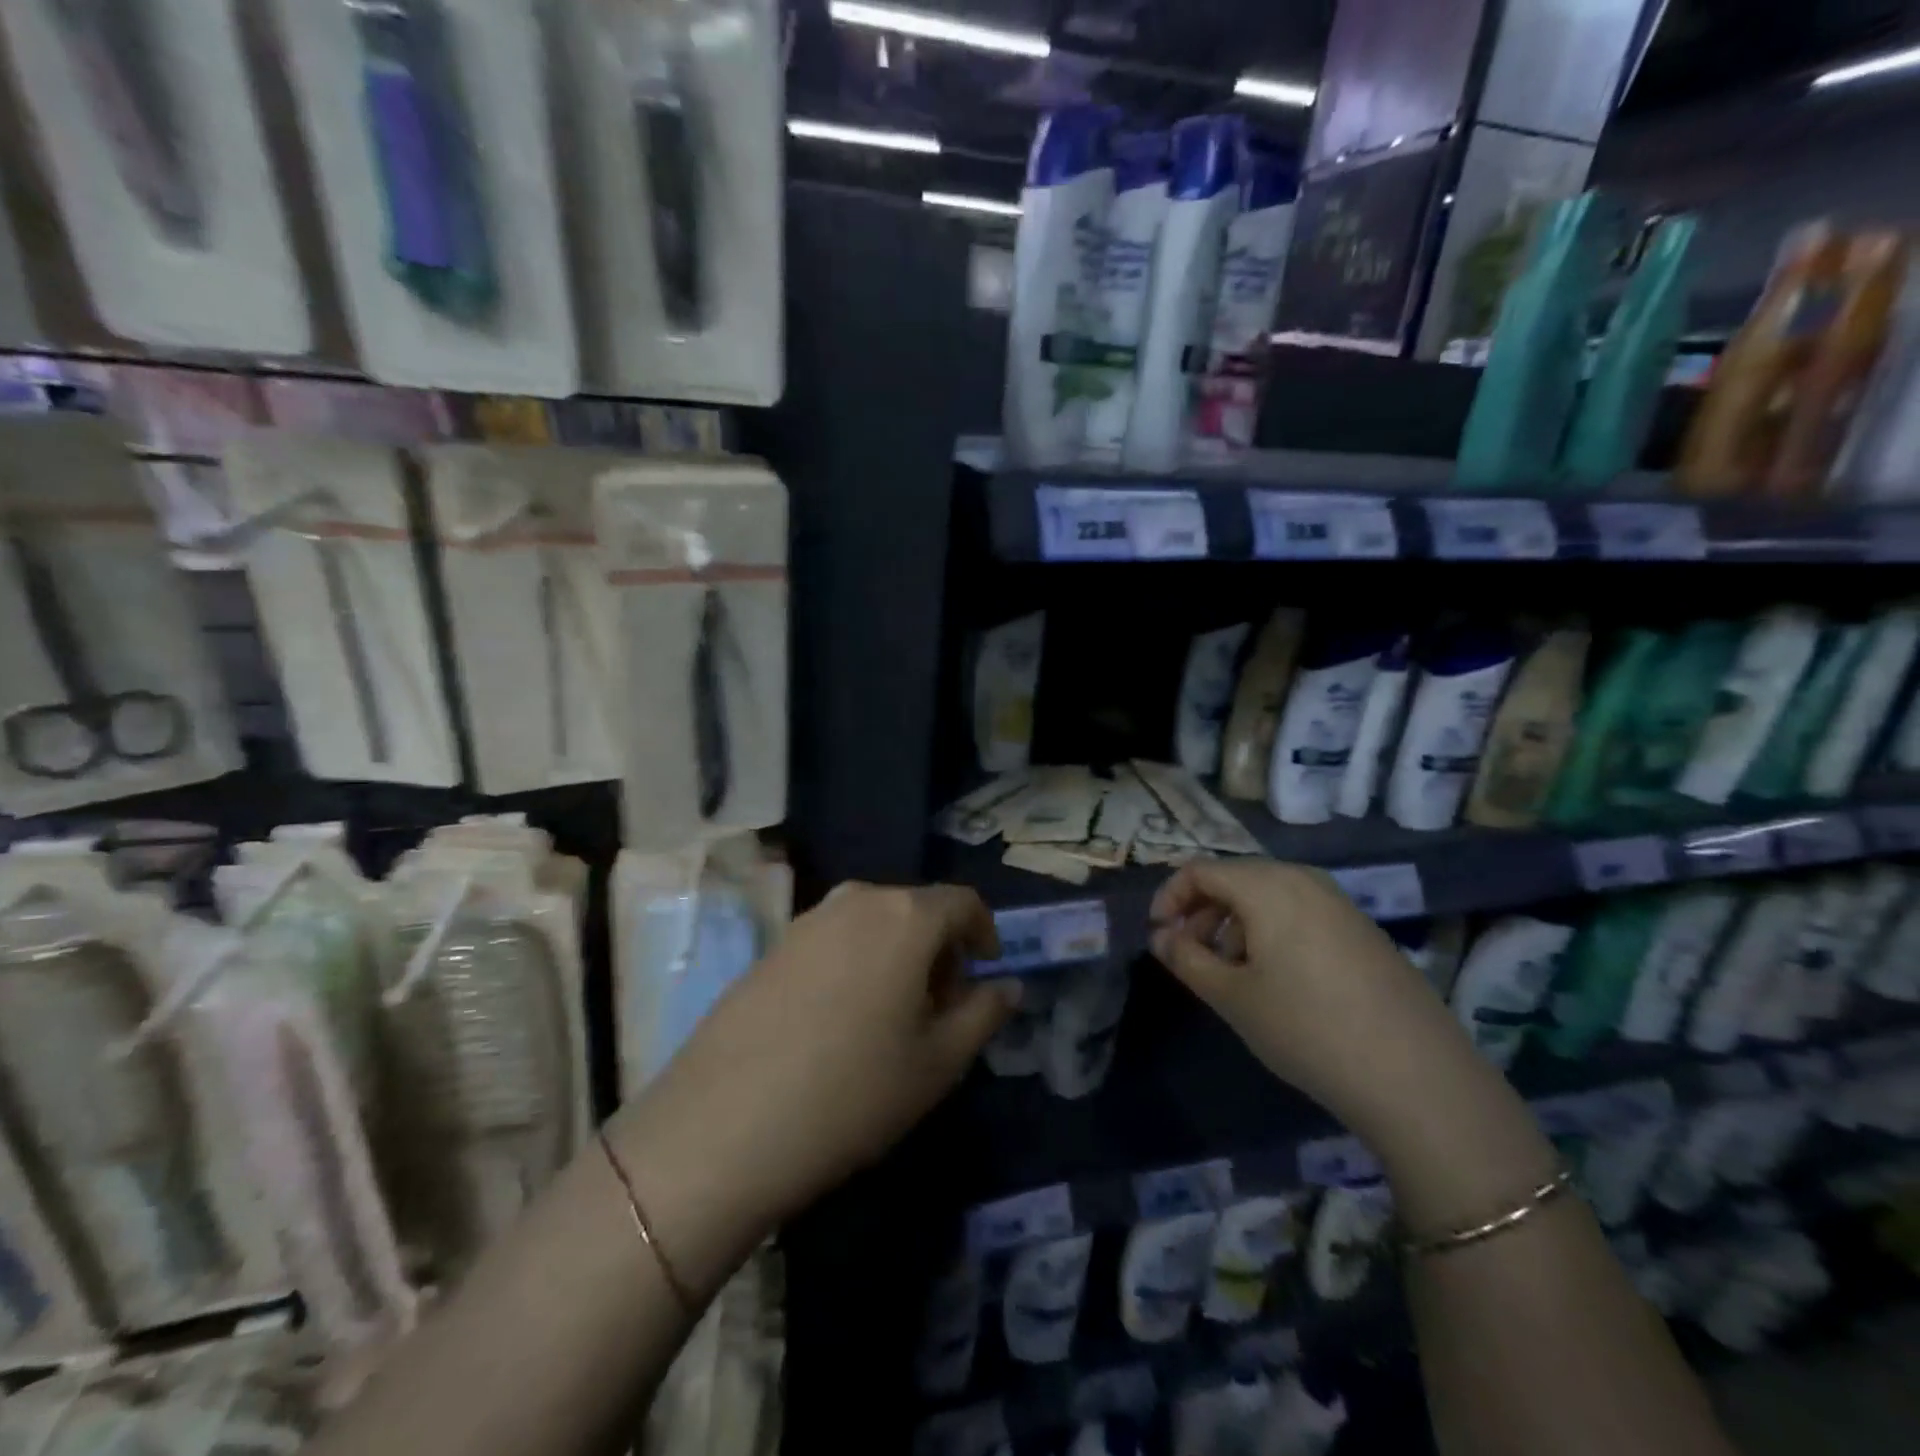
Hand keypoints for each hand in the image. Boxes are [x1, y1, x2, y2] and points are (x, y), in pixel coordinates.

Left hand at [625, 883, 1017, 1236]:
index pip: (962, 902)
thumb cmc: (852, 1092)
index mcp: (905, 916)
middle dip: (940, 948)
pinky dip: (856, 962)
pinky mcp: (771, 946)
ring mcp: (806, 920)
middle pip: (916, 909)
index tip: (986, 973)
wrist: (723, 1126)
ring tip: (891, 1017)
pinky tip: (839, 1021)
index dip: (984, 933)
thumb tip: (1007, 986)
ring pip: (873, 923)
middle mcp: (856, 900)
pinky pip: (833, 939)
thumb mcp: (938, 1063)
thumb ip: (983, 1014)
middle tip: (941, 1007)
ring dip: (897, 954)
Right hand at [1149, 859, 1473, 1134]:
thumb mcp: (1232, 997)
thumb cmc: (1306, 1028)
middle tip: (1188, 955)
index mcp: (1268, 885)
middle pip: (1236, 878)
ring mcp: (1340, 903)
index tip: (1159, 936)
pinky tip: (1277, 980)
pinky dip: (1272, 932)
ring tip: (1230, 972)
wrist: (1417, 1077)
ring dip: (1236, 923)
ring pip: (1269, 896)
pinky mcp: (1363, 930)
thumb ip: (1187, 959)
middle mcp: (1304, 879)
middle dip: (1203, 911)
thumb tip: (1161, 937)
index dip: (1170, 897)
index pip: (1201, 870)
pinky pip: (1301, 912)